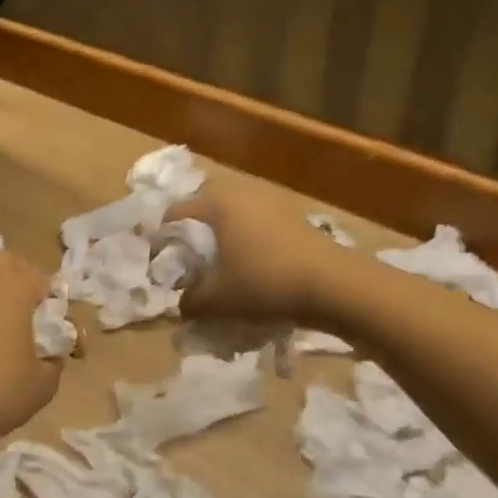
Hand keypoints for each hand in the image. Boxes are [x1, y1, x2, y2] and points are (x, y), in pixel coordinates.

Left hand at [0, 251, 61, 446]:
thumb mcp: (44, 383)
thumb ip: (55, 359)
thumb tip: (50, 352)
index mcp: (13, 287)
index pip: (44, 280)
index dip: (55, 304)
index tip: (57, 332)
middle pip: (7, 264)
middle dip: (23, 280)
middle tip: (32, 314)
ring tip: (8, 330)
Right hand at [164, 180, 345, 324]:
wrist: (335, 284)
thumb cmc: (265, 282)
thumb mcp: (217, 300)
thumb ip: (189, 302)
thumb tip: (182, 305)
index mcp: (216, 202)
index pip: (173, 215)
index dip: (162, 243)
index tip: (162, 271)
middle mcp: (241, 192)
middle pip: (203, 215)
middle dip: (193, 243)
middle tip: (191, 273)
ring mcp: (270, 201)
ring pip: (232, 221)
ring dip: (222, 244)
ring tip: (221, 275)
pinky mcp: (292, 216)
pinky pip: (256, 228)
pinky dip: (247, 246)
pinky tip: (252, 272)